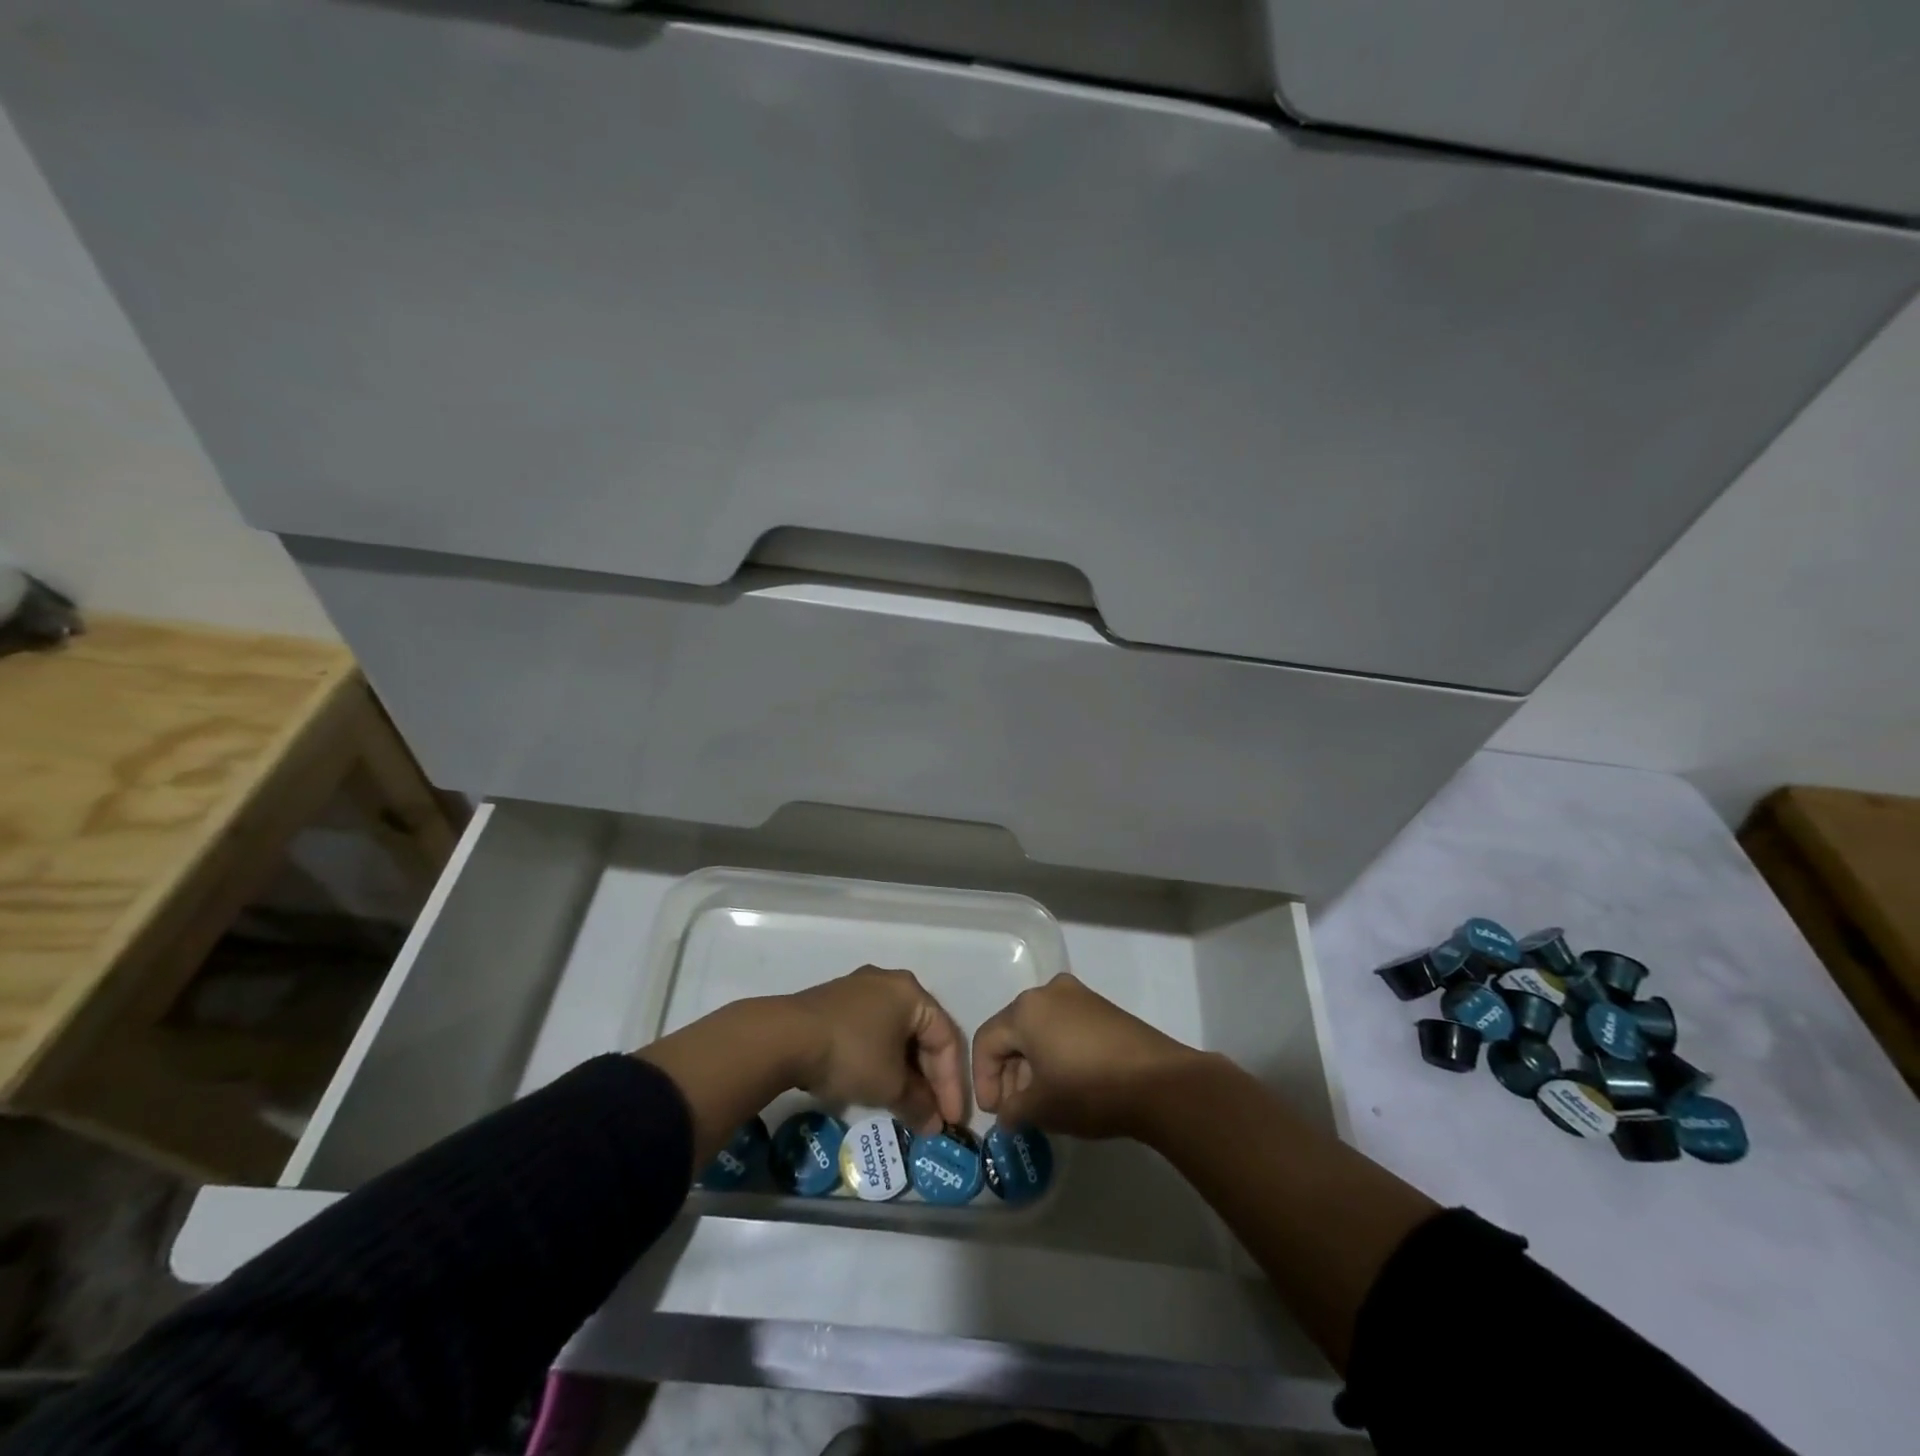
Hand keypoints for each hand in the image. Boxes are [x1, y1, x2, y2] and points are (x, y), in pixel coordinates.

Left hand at [788, 966, 966, 1135]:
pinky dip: (881, 1059)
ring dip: (905, 1071)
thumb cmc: (851, 1054)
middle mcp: (889, 983)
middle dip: (929, 1078)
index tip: (951, 1120)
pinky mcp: (836, 1003)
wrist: (785, 1037)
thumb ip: (918, 1104)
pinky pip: (872, 1031)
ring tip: (906, 1105)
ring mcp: (860, 990)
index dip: (952, 1083)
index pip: (946, 1038)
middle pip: (922, 1033)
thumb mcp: (889, 1085)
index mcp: (911, 992)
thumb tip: (933, 1124)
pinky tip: (876, 1084)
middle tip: (931, 1114)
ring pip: (895, 1033)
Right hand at [972, 973, 1202, 1138]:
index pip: (987, 1041)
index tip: (994, 1113)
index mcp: (1025, 1009)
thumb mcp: (1041, 1108)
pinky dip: (1057, 1054)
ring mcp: (1079, 997)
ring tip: (1042, 1102)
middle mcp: (1049, 992)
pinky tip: (1066, 1085)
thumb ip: (1013, 1110)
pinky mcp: (1103, 1009)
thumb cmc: (1088, 1089)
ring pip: (1040, 1030)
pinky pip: (1065, 1028)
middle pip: (1014, 1032)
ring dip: (1033, 1065)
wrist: (1159, 1082)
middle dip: (1009, 1073)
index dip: (983, 1079)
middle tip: (1016, 1110)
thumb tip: (1007, 1114)